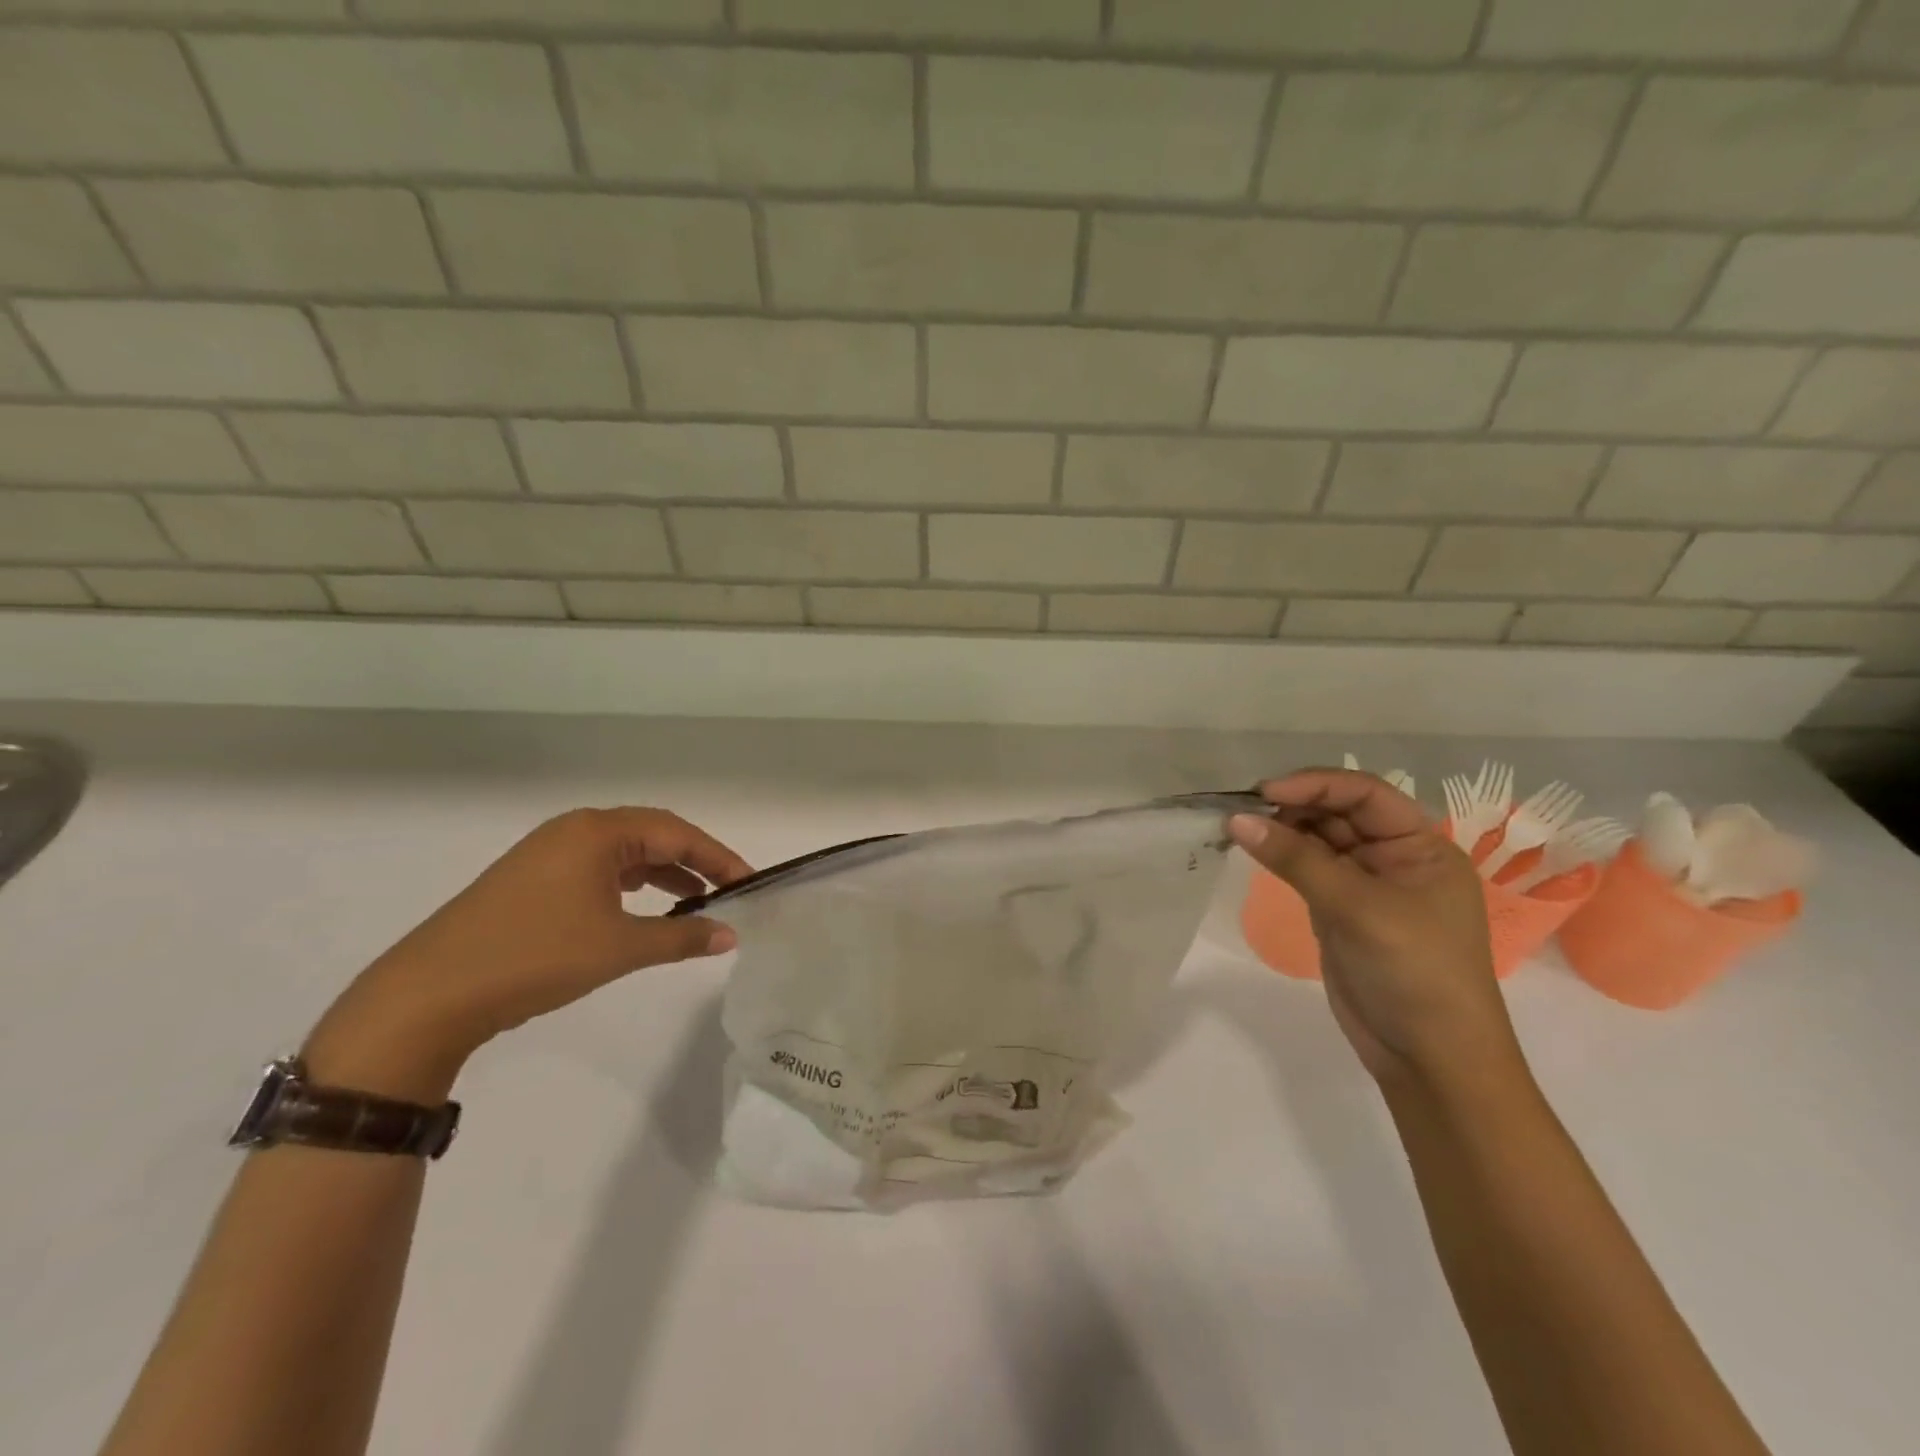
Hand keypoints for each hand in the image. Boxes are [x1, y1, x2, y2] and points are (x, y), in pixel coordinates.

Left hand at [304, 808, 751, 1098]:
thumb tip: (731, 936)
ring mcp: (547, 854)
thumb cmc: (535, 957)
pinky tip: (642, 911)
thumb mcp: (620, 947)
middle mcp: (573, 831)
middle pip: (652, 836)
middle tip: (727, 892)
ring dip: (662, 876)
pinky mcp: (530, 881)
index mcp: (597, 831)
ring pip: (624, 855)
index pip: (676, 833)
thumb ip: (682, 937)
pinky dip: (630, 887)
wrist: (428, 996)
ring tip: (694, 904)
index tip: (749, 883)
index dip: (718, 858)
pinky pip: (598, 871)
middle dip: (693, 863)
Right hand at [1230, 770, 1517, 1086]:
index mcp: (1421, 846)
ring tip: (1239, 828)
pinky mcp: (1340, 910)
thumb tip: (1237, 820)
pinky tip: (1255, 851)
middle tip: (1242, 810)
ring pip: (1318, 840)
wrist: (1430, 1058)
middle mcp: (1395, 857)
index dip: (1315, 785)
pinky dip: (1281, 857)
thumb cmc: (1413, 972)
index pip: (1365, 794)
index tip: (1263, 792)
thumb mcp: (1356, 908)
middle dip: (1293, 806)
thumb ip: (1296, 860)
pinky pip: (1307, 870)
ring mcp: (1366, 885)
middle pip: (1338, 813)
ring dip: (1281, 830)